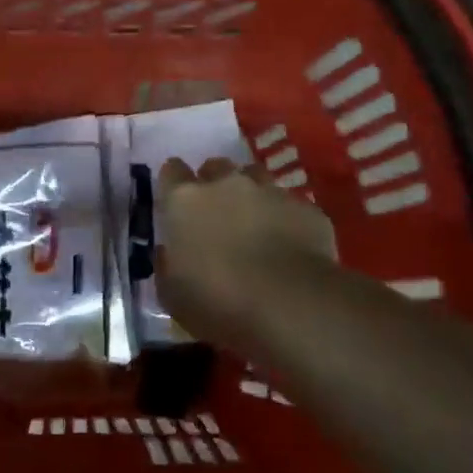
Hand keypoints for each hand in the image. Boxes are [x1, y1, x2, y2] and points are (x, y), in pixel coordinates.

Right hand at [155, 157, 337, 343]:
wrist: (290, 305)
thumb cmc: (218, 302)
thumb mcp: (172, 296)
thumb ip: (166, 266)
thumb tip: (168, 252)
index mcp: (184, 201)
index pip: (171, 171)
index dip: (173, 184)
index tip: (175, 201)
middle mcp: (226, 184)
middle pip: (215, 167)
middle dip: (214, 184)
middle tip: (216, 215)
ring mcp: (269, 191)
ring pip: (255, 176)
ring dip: (251, 194)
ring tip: (254, 223)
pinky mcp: (305, 208)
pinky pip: (290, 205)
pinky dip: (285, 218)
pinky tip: (289, 245)